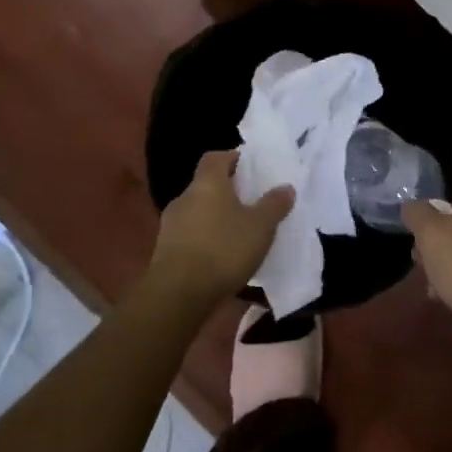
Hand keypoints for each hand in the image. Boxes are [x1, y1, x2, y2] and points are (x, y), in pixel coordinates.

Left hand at [148, 150, 293, 308]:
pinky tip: (221, 256)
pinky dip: (205, 238)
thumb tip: (286, 187)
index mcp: (207, 183)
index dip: (232, 158)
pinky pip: (190, 234)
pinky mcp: (165, 250)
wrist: (178, 294)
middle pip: (206, 185)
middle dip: (227, 191)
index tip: (250, 167)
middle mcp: (184, 197)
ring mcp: (170, 224)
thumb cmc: (223, 250)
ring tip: (238, 233)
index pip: (215, 157)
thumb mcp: (260, 227)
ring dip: (215, 217)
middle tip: (251, 202)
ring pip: (197, 211)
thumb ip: (274, 205)